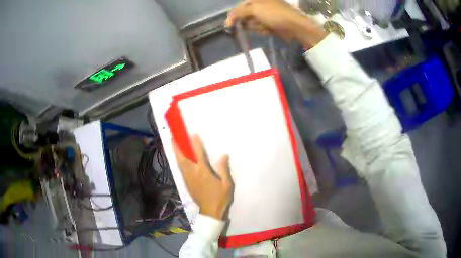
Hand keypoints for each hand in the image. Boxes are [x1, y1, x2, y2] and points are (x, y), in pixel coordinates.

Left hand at [172, 135, 232, 219]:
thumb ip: (224, 169)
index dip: (195, 144)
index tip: (193, 134)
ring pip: (180, 164)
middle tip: (173, 137)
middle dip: (177, 147)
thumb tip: (224, 155)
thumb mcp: (227, 184)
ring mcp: (188, 180)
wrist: (211, 212)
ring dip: (176, 154)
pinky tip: (179, 159)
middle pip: (183, 159)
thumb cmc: (220, 198)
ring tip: (173, 145)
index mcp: (204, 173)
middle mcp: (193, 174)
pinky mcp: (187, 184)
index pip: (199, 155)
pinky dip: (178, 162)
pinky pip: (181, 170)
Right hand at [226, 0, 327, 48]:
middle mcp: (262, 6)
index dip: (234, 15)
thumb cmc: (274, 14)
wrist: (295, 26)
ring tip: (265, 27)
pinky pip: (261, 28)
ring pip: (253, 23)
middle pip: (246, 15)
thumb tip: (229, 18)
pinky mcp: (272, 25)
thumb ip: (239, 12)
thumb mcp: (254, 9)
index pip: (240, 6)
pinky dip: (263, 30)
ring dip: (256, 26)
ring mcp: (267, 15)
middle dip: (248, 21)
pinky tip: (269, 30)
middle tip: (254, 23)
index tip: (229, 25)